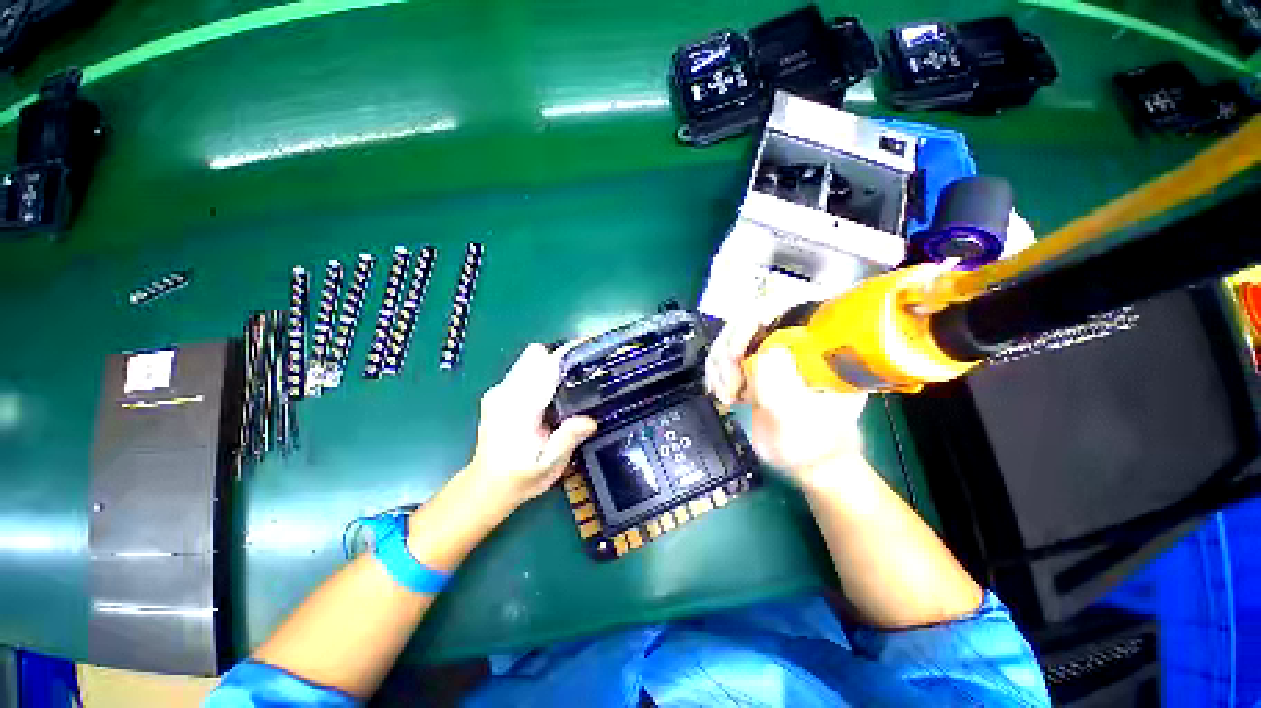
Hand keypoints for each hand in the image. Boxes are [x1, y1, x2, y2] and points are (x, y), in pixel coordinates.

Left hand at [465, 343, 597, 507]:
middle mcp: (506, 393)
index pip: (543, 369)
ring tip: (569, 385)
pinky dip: (540, 373)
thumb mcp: (549, 465)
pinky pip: (524, 370)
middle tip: (580, 377)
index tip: (587, 354)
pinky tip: (552, 393)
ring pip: (529, 360)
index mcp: (519, 409)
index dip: (566, 358)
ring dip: (550, 366)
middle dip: (559, 361)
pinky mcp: (498, 392)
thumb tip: (590, 420)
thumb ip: (567, 439)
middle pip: (535, 356)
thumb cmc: (521, 477)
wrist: (487, 486)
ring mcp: (499, 391)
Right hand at [705, 316, 867, 483]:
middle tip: (729, 382)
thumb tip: (766, 354)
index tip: (737, 353)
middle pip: (750, 318)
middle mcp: (795, 338)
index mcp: (820, 344)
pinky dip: (716, 371)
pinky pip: (725, 353)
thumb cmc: (815, 443)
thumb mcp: (802, 424)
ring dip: (720, 363)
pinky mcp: (753, 361)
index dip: (756, 318)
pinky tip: (723, 392)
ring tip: (727, 394)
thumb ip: (784, 394)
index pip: (789, 304)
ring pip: (732, 335)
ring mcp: (771, 348)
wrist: (805, 457)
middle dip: (730, 348)